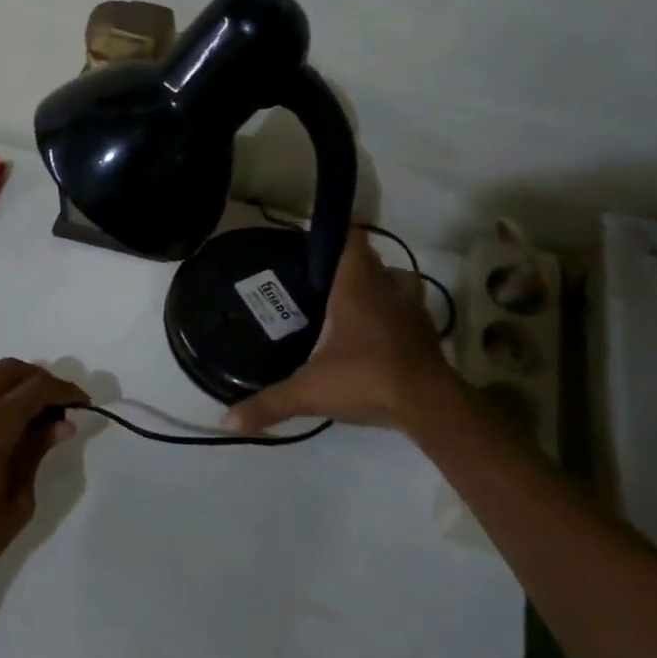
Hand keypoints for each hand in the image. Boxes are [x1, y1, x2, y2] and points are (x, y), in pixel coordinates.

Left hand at [0, 358, 84, 603]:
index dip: (66, 390)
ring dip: (3, 378)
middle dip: (38, 381)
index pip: (39, 389)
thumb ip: (36, 455)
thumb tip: (61, 423)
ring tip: (14, 402)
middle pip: (10, 370)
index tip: (81, 402)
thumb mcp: (14, 505)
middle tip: (53, 405)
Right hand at [223, 230, 459, 436]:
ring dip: (380, 284)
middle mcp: (386, 288)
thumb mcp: (309, 392)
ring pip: (397, 280)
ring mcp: (412, 309)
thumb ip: (268, 404)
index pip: (352, 241)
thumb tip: (226, 421)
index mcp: (356, 287)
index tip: (315, 246)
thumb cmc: (366, 380)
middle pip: (372, 259)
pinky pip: (409, 309)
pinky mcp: (427, 332)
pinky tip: (378, 334)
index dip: (337, 236)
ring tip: (354, 302)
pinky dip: (396, 313)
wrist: (430, 407)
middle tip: (323, 280)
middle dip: (352, 264)